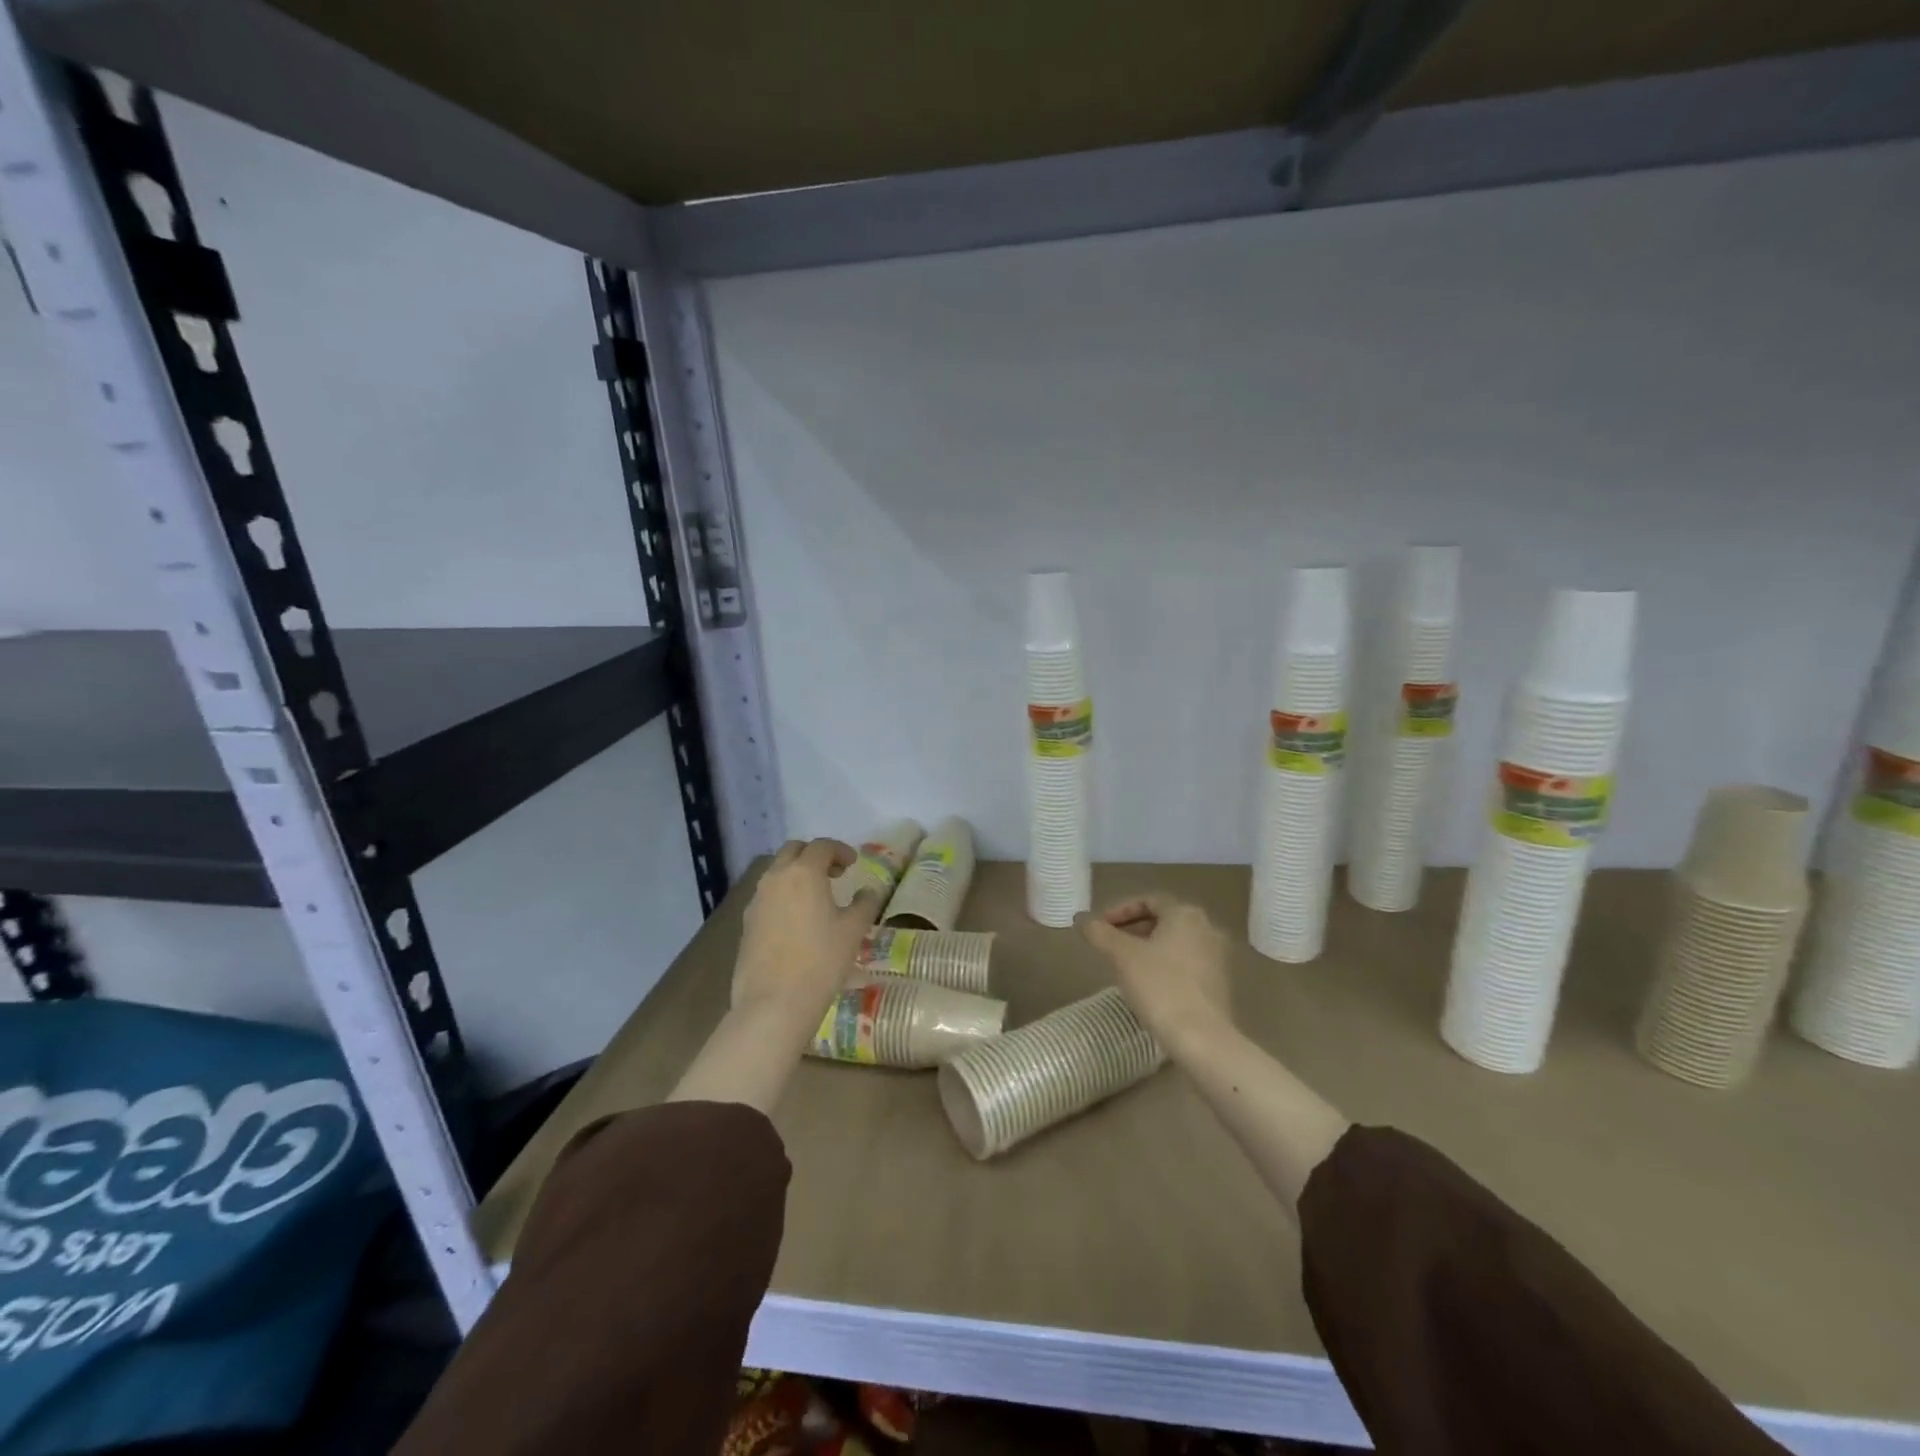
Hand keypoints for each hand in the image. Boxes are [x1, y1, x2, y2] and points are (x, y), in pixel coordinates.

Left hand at [732, 838, 877, 1018]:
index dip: (840, 850)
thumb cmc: (821, 961)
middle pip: (793, 851)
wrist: (774, 1003)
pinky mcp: (747, 923)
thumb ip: (864, 904)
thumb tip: (868, 891)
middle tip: (834, 874)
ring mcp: (756, 900)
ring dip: (797, 875)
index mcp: (804, 872)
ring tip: (817, 898)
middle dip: (814, 855)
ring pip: (776, 872)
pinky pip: (767, 896)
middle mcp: (776, 878)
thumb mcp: (853, 931)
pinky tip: (797, 921)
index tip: (853, 864)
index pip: (822, 846)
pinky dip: (784, 896)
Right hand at [1078, 894, 1232, 1053]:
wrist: (1201, 1038)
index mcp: (1185, 914)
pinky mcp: (1220, 983)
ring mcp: (1217, 957)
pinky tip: (1148, 985)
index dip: (1119, 911)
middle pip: (1163, 920)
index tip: (1100, 927)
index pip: (1148, 901)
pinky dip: (1164, 966)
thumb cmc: (1159, 986)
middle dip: (1132, 929)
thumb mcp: (1121, 956)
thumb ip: (1100, 933)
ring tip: (1123, 966)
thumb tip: (1082, 920)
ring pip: (1174, 943)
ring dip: (1147, 948)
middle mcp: (1207, 928)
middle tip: (1108, 945)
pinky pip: (1186, 963)